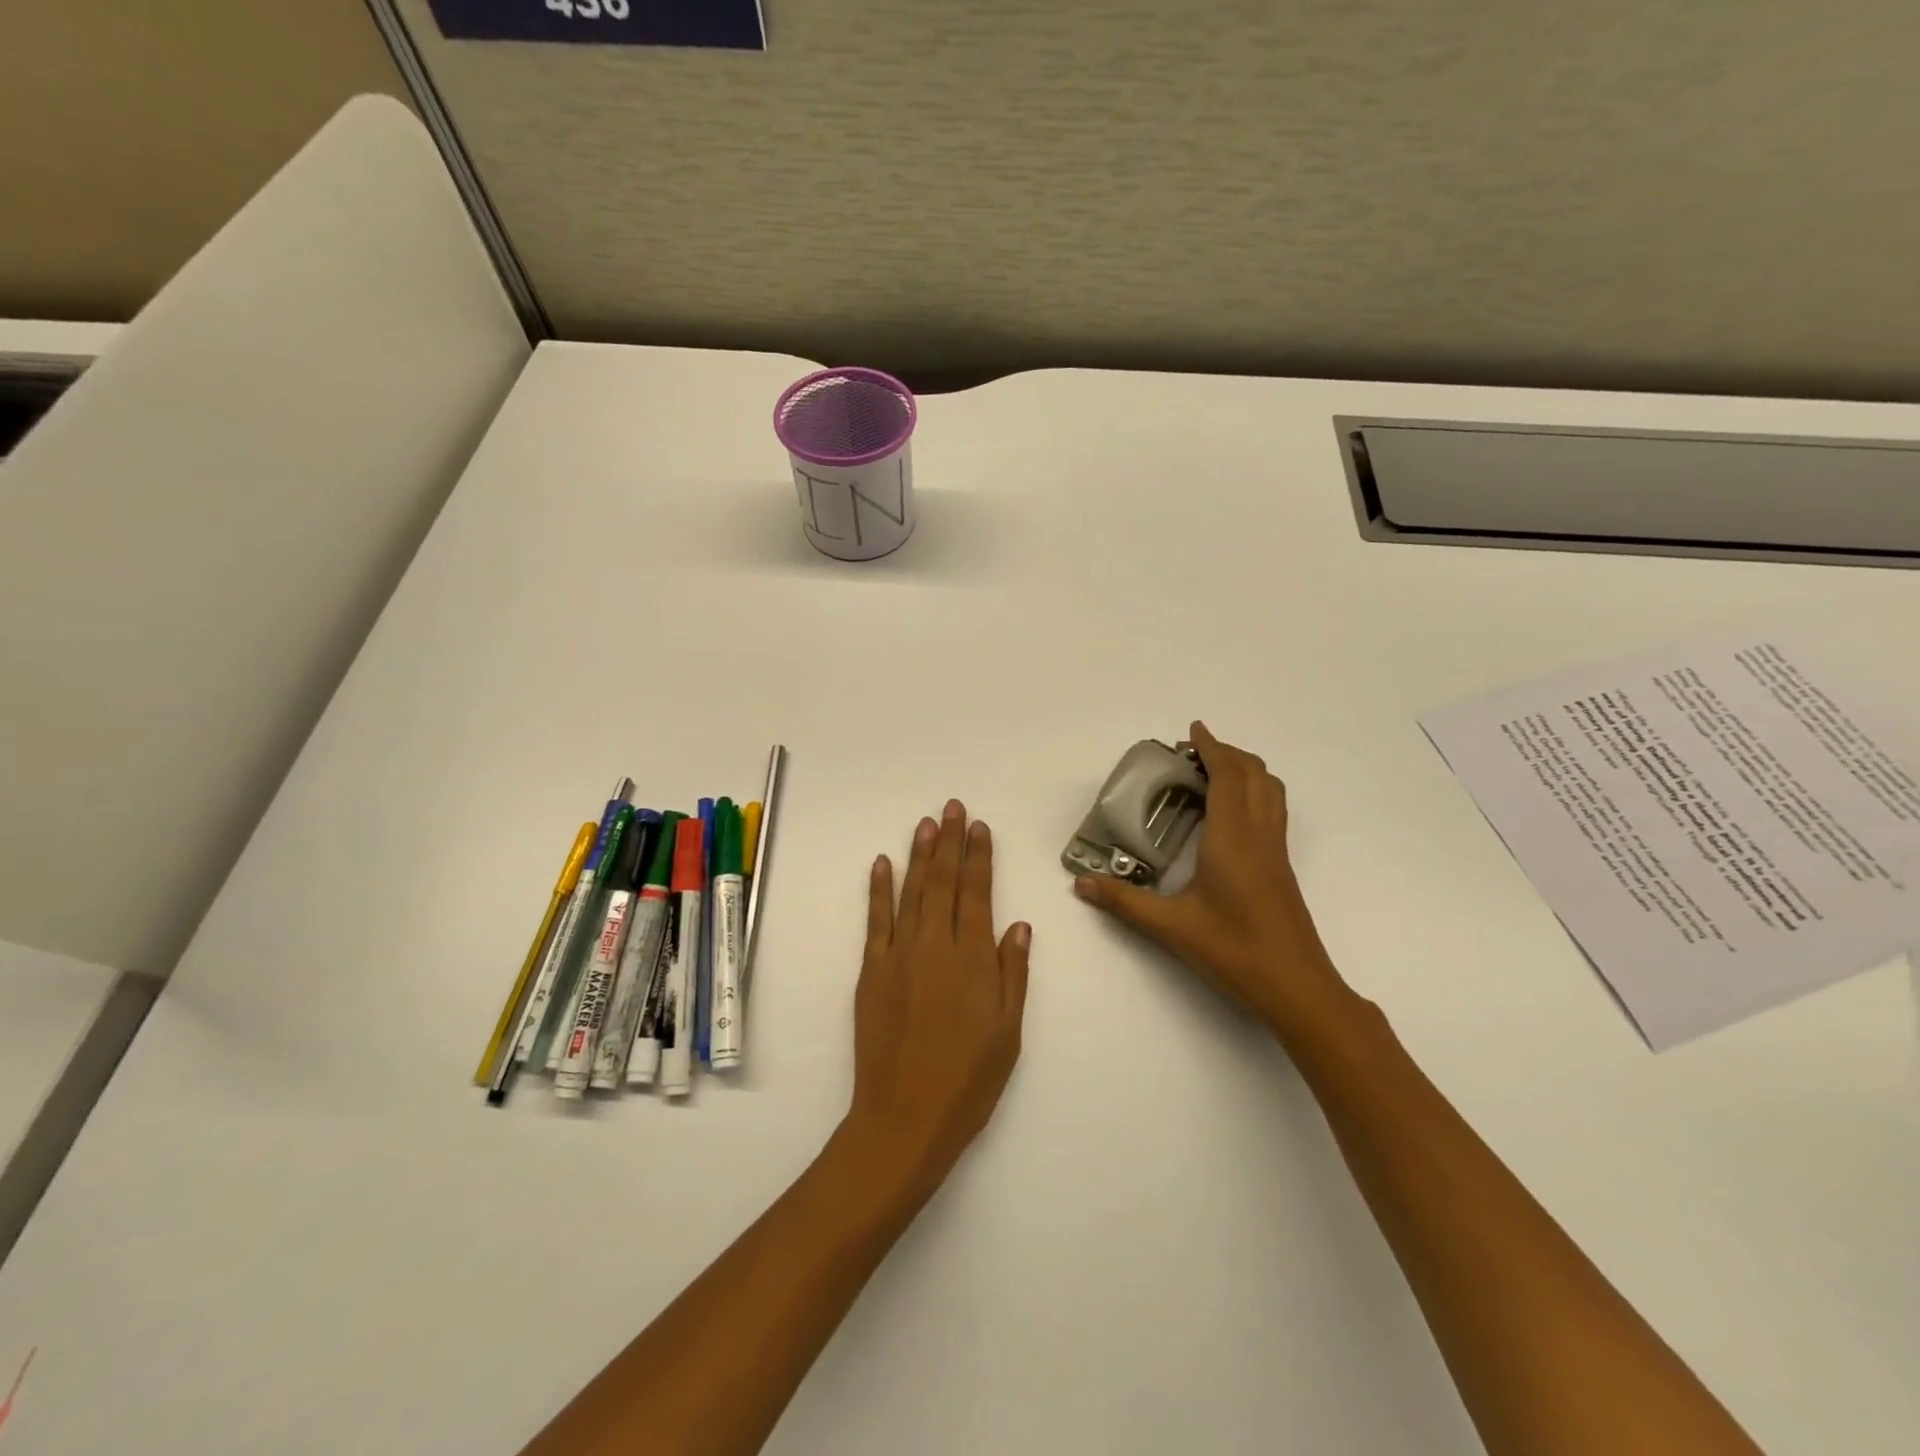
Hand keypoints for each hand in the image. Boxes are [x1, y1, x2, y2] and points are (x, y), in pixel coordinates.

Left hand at [843, 800, 1031, 1194]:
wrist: (905, 1117)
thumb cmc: (968, 1080)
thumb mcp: (1008, 1032)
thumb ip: (1012, 974)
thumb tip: (1018, 924)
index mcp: (973, 960)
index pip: (977, 893)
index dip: (979, 857)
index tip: (979, 827)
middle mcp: (935, 946)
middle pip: (943, 882)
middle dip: (949, 841)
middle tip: (952, 807)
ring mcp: (899, 955)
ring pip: (911, 892)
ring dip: (919, 855)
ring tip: (926, 823)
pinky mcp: (871, 971)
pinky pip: (876, 920)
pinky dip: (879, 890)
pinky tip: (883, 864)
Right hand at [1073, 722, 1347, 1034]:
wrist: (1297, 988)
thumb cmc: (1234, 951)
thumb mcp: (1171, 927)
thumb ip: (1124, 902)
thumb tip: (1080, 883)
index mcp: (1233, 838)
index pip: (1228, 776)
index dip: (1212, 747)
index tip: (1192, 730)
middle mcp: (1259, 835)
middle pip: (1255, 774)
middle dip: (1227, 753)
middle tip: (1193, 753)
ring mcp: (1276, 851)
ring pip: (1271, 791)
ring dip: (1245, 770)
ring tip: (1213, 773)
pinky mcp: (1282, 867)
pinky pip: (1272, 810)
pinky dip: (1254, 792)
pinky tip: (1229, 815)